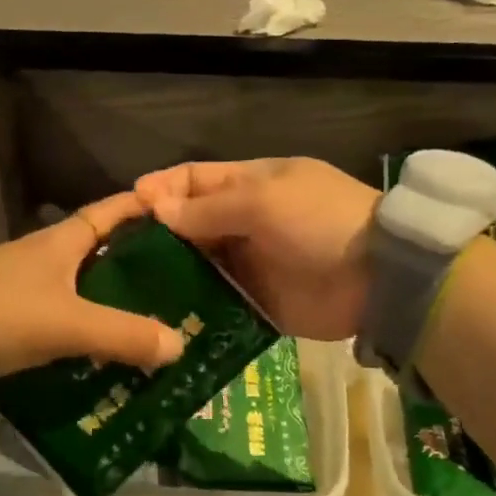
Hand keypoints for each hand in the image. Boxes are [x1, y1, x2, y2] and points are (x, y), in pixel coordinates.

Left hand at [0, 191, 186, 378]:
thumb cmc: (4, 313)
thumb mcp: (69, 324)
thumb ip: (123, 335)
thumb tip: (178, 345)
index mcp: (62, 241)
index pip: (110, 212)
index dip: (142, 208)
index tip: (177, 211)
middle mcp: (45, 254)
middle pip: (100, 249)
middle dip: (135, 260)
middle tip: (176, 279)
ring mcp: (25, 282)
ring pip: (81, 282)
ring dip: (110, 295)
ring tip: (148, 316)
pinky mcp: (11, 311)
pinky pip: (62, 311)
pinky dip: (86, 321)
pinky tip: (102, 345)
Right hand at [134, 158, 379, 340]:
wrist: (379, 277)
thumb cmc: (319, 221)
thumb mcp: (263, 201)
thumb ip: (208, 207)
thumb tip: (157, 209)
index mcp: (250, 184)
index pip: (194, 179)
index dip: (161, 189)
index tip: (127, 208)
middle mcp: (245, 220)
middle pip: (191, 223)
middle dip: (157, 235)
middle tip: (116, 257)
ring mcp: (251, 262)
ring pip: (199, 263)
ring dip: (170, 273)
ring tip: (128, 290)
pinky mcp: (257, 301)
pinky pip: (217, 301)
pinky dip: (193, 306)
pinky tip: (161, 316)